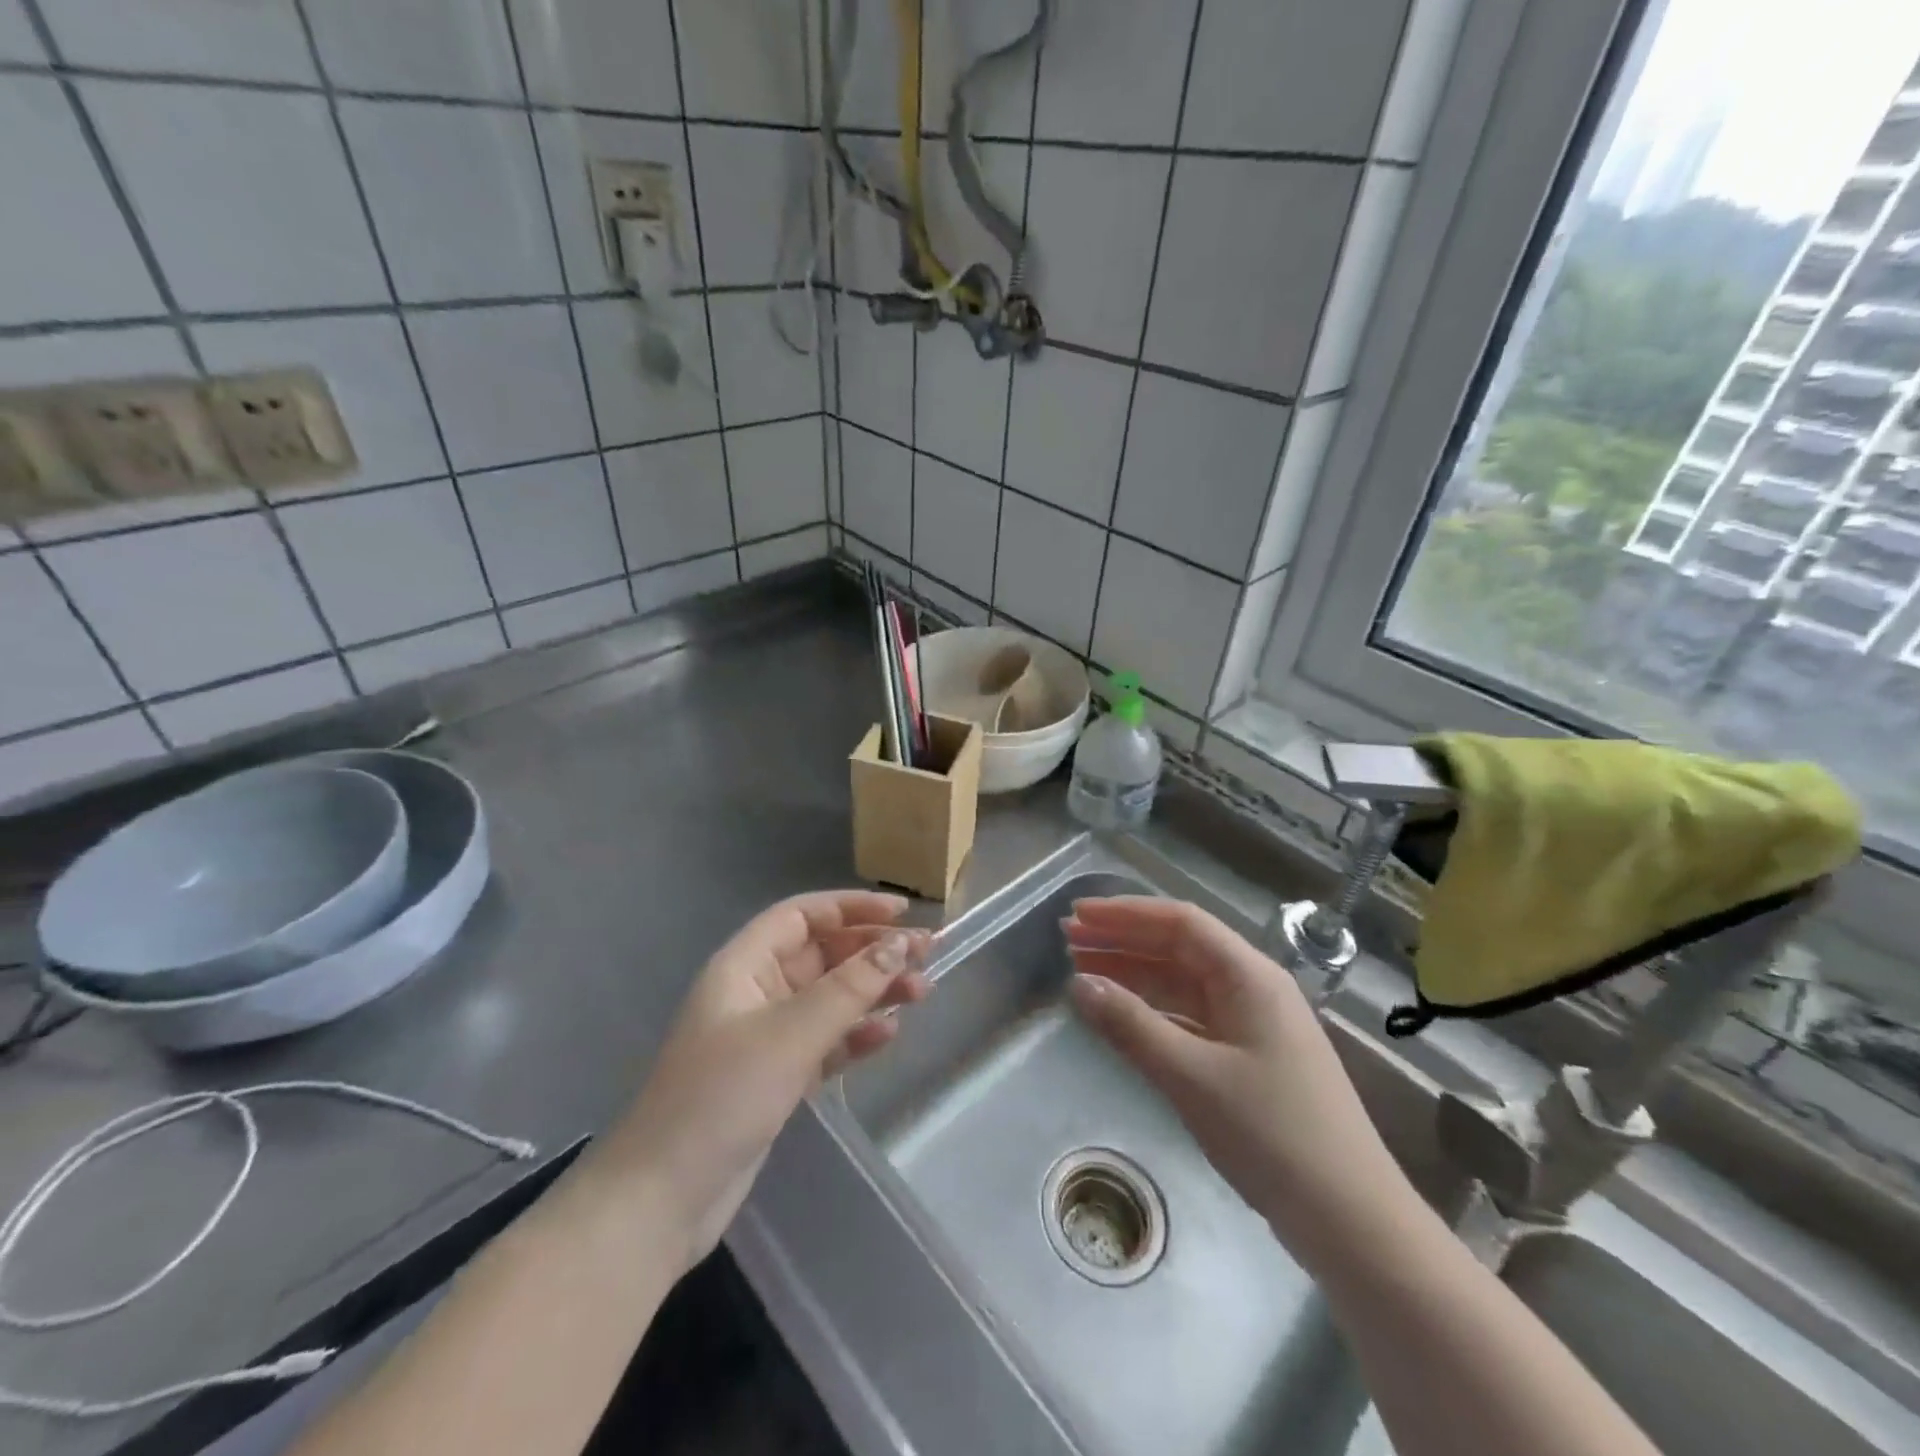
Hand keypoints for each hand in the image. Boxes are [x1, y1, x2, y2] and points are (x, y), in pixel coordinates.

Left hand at [597, 891, 930, 1272]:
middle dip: (873, 951)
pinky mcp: (776, 1077)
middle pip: (822, 955)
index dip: (851, 907)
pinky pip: (825, 1041)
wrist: (661, 1200)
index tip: (902, 913)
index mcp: (744, 965)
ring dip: (872, 992)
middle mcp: (755, 991)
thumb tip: (900, 945)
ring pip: (829, 999)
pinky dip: (855, 1035)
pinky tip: (888, 1035)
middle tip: (928, 954)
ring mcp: (765, 1037)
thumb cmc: (722, 1097)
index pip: (802, 916)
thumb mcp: (791, 1034)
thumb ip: (849, 988)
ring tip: (922, 993)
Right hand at [1064, 897, 1410, 1260]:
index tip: (1077, 914)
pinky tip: (1122, 1017)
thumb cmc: (1272, 1135)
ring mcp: (1252, 1023)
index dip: (1124, 913)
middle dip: (1123, 939)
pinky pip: (1190, 1017)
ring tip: (1082, 971)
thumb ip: (1131, 1026)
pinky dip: (1152, 1011)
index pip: (1179, 922)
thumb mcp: (1192, 1077)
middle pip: (1179, 946)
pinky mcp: (1248, 1057)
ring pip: (1182, 982)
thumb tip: (1078, 984)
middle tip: (1068, 939)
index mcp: (1248, 975)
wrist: (1352, 1221)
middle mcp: (1252, 987)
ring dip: (1133, 974)